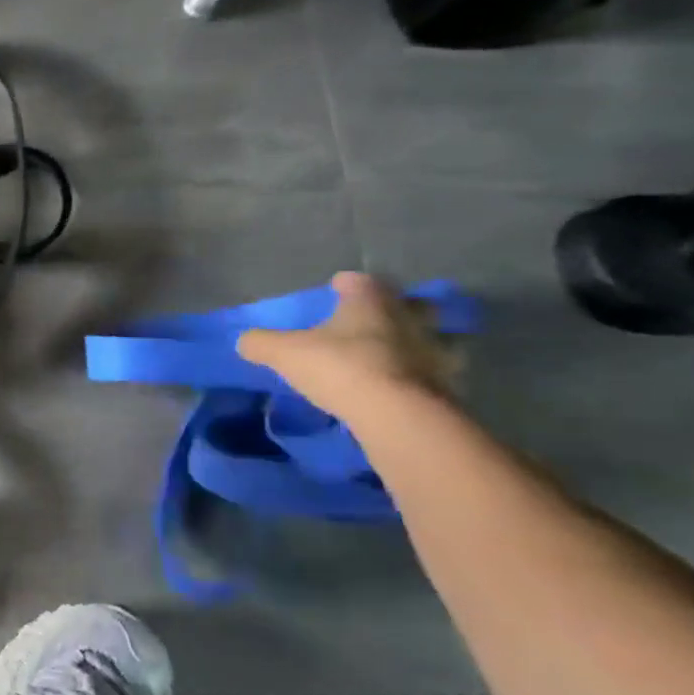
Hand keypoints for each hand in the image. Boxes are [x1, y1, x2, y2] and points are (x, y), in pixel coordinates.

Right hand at [236, 271, 459, 419]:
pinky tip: (405, 386)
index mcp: (369, 301)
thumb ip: (261, 343)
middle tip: (375, 318)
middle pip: (409, 303)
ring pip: (431, 337)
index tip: (336, 287)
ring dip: (417, 342)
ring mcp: (434, 350)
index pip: (359, 281)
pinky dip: (422, 376)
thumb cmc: (338, 366)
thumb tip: (245, 341)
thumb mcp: (283, 353)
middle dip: (395, 308)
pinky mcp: (448, 384)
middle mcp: (407, 317)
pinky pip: (435, 373)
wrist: (396, 414)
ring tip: (396, 354)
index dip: (346, 283)